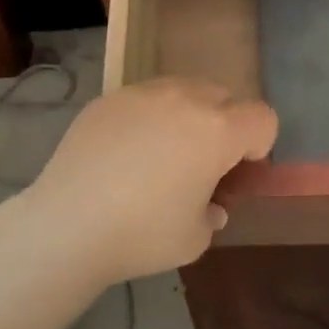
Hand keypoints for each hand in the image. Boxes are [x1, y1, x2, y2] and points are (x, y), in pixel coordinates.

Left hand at [18, 78, 278, 287]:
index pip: (263, 118)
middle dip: (224, 126)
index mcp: (217, 131)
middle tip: (200, 164)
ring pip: (183, 90)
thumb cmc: (142, 234)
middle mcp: (185, 100)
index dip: (259, 145)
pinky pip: (144, 99)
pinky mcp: (107, 100)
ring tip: (161, 154)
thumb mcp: (196, 238)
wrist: (66, 226)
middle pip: (224, 97)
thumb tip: (210, 205)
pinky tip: (124, 153)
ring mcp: (142, 94)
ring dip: (187, 115)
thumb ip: (213, 213)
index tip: (236, 172)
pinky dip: (147, 118)